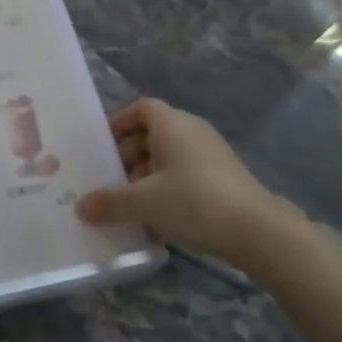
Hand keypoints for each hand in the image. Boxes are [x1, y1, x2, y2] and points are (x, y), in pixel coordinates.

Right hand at [77, 98, 300, 266]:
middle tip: (109, 181)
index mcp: (172, 124)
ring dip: (147, 177)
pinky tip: (158, 220)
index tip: (101, 146)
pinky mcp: (225, 180)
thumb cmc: (194, 201)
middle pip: (152, 134)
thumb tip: (81, 208)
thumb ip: (110, 202)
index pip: (141, 108)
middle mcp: (192, 132)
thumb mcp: (144, 202)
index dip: (119, 123)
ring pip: (169, 158)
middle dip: (128, 156)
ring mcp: (212, 156)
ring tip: (130, 205)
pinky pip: (186, 176)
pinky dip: (168, 190)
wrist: (260, 232)